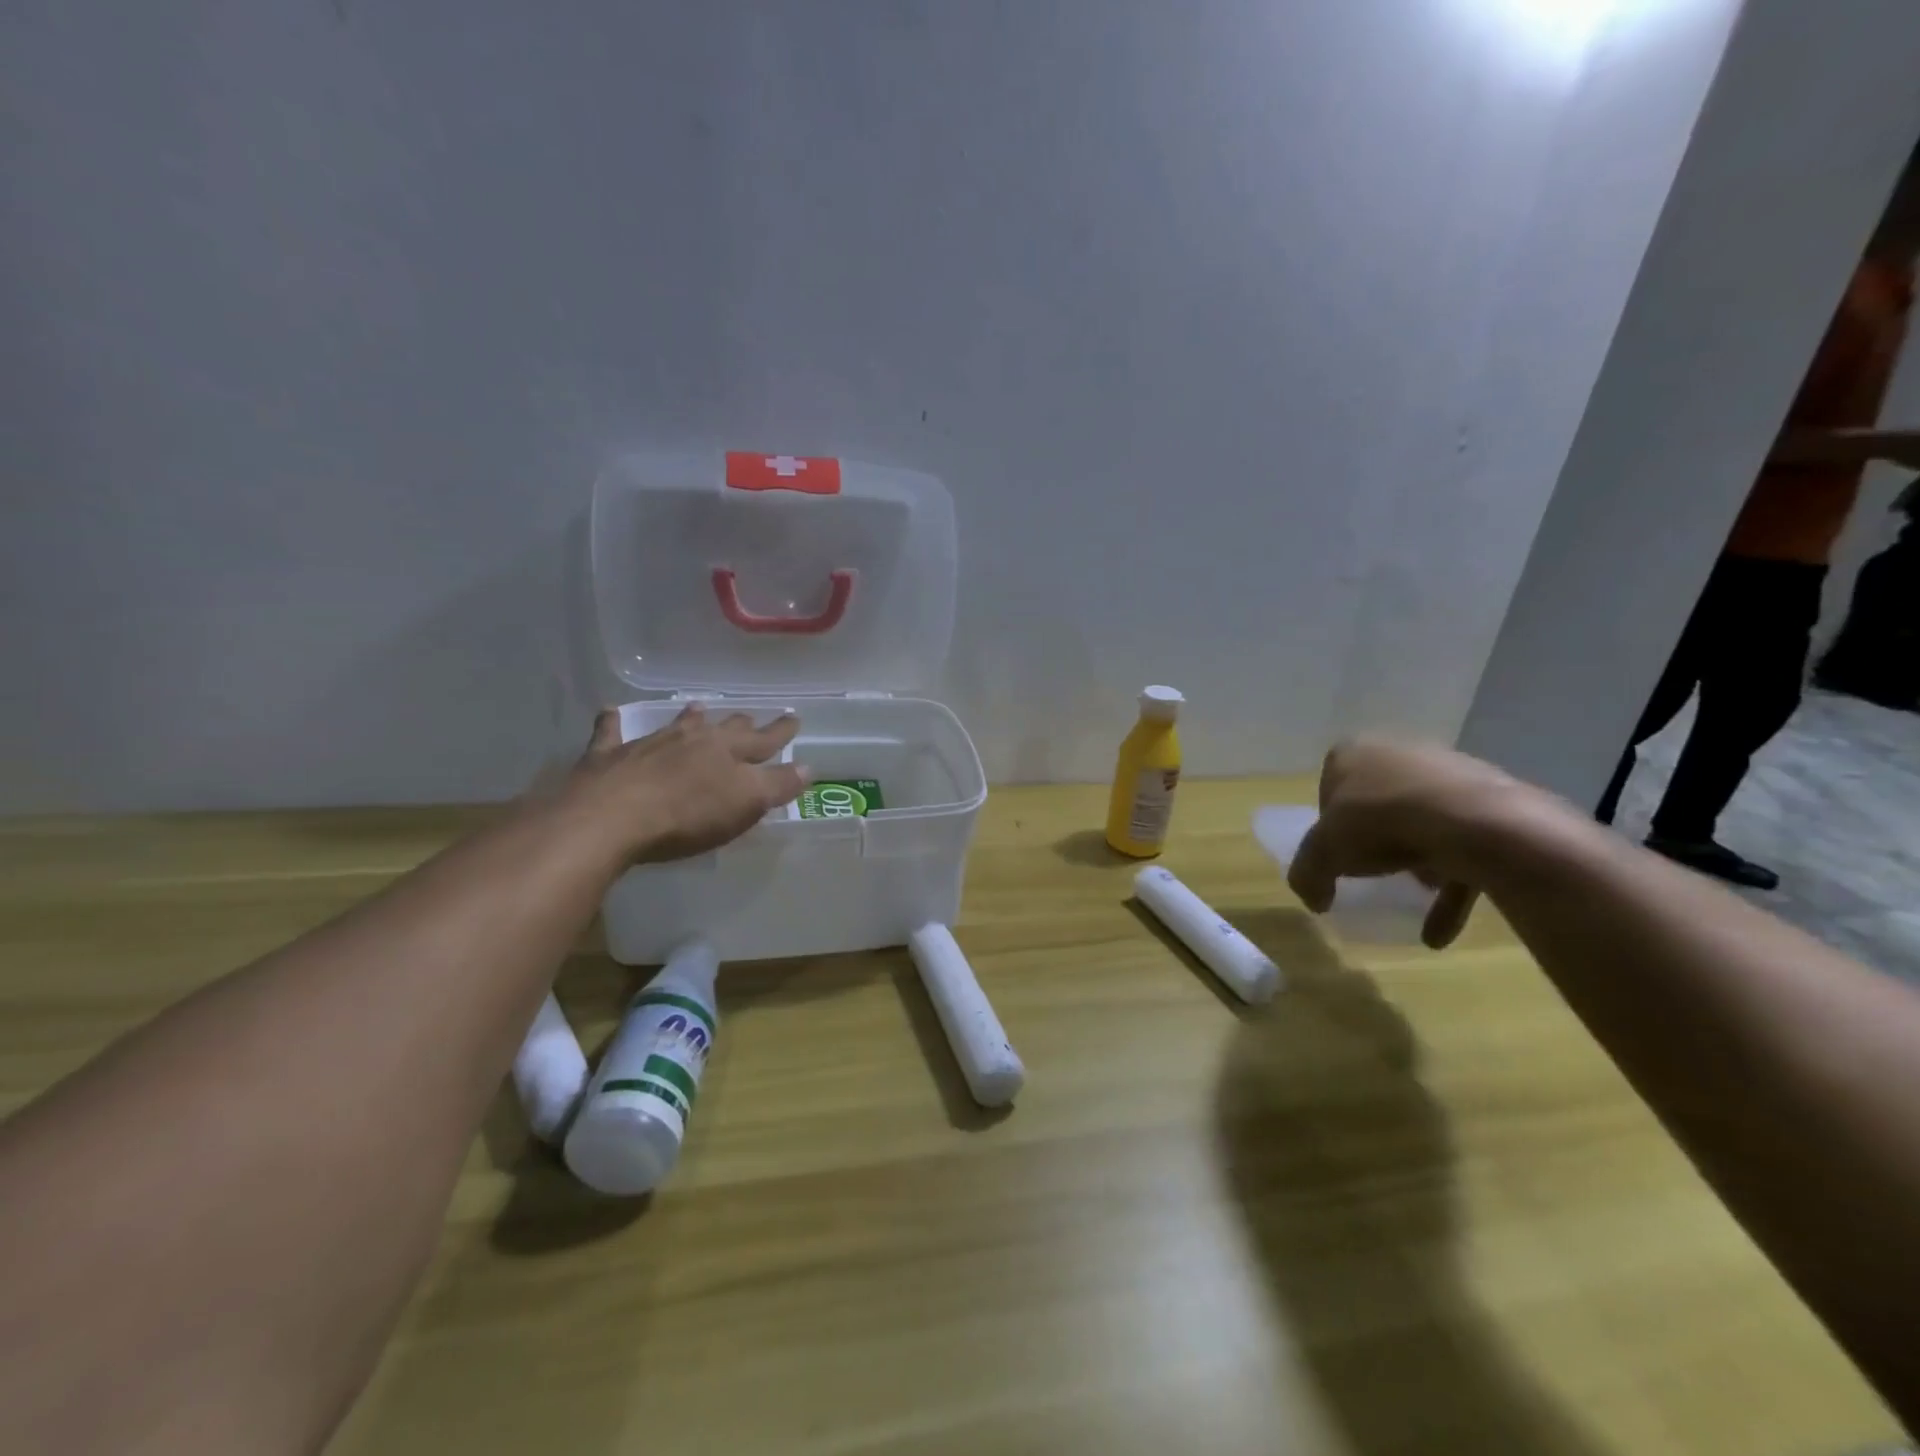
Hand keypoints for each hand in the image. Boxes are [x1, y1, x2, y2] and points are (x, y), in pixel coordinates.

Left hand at [557, 705, 809, 865]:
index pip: (764, 740)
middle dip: (740, 724)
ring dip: (689, 717)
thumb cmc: (687, 816)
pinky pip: (611, 731)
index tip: (794, 718)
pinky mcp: (608, 756)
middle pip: (722, 729)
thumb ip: (777, 784)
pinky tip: (610, 711)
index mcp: (728, 751)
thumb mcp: (746, 804)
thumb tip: (807, 767)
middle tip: (748, 717)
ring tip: (697, 707)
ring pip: (676, 724)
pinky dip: (613, 721)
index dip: (781, 732)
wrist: (610, 817)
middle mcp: (692, 739)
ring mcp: (648, 744)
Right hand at [1288, 736, 1550, 947]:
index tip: (1335, 854)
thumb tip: (1313, 899)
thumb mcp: (1323, 852)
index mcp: (1354, 753)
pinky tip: (1442, 928)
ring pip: (1422, 821)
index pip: (1329, 789)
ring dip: (1418, 862)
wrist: (1475, 822)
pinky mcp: (1489, 800)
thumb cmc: (1381, 822)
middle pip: (1378, 802)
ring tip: (1414, 894)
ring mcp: (1448, 774)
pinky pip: (1463, 843)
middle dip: (1376, 840)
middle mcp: (1399, 753)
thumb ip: (1307, 873)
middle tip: (1373, 871)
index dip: (1329, 826)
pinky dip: (1453, 882)